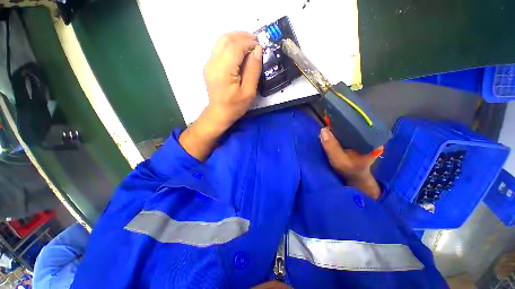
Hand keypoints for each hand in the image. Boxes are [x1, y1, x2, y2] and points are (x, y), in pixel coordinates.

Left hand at [203, 31, 262, 126]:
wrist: (219, 113)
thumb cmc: (235, 106)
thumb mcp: (249, 92)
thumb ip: (253, 70)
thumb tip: (257, 50)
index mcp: (223, 72)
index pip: (235, 47)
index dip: (248, 42)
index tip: (259, 45)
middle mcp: (213, 63)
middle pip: (226, 39)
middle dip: (242, 36)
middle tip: (255, 42)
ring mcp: (209, 63)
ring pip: (222, 41)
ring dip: (236, 38)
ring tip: (249, 44)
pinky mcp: (209, 65)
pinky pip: (219, 48)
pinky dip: (231, 45)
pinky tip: (239, 51)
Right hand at [320, 127, 382, 198]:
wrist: (355, 178)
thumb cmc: (350, 171)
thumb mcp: (340, 161)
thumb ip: (331, 147)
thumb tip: (323, 130)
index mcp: (373, 140)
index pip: (359, 124)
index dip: (346, 121)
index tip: (333, 119)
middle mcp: (370, 135)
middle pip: (354, 124)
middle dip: (340, 124)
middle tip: (328, 123)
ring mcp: (363, 137)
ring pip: (349, 128)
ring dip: (338, 127)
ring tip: (329, 126)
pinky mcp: (357, 139)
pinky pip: (347, 132)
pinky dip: (338, 131)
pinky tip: (332, 131)